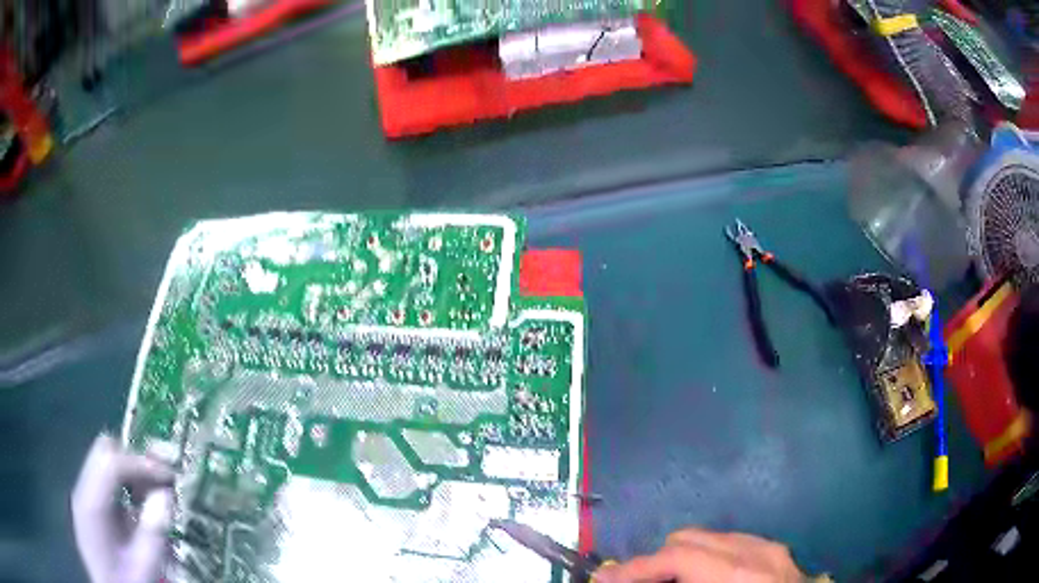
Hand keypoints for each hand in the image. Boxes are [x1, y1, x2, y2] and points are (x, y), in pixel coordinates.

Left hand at [71, 434, 174, 582]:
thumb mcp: (143, 567)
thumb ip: (152, 534)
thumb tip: (165, 494)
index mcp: (90, 503)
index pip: (110, 461)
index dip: (141, 462)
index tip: (171, 476)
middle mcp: (83, 491)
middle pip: (105, 453)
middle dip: (136, 460)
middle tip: (165, 477)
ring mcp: (86, 498)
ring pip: (106, 464)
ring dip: (133, 473)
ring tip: (159, 492)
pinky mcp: (93, 509)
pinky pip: (109, 484)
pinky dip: (128, 487)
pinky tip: (144, 507)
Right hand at [594, 528, 807, 582]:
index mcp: (734, 573)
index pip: (675, 555)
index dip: (633, 568)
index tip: (602, 578)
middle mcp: (752, 550)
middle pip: (688, 538)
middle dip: (656, 562)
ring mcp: (768, 546)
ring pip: (708, 537)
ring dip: (682, 558)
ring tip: (672, 582)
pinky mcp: (776, 549)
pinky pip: (730, 543)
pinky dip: (708, 558)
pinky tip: (705, 579)